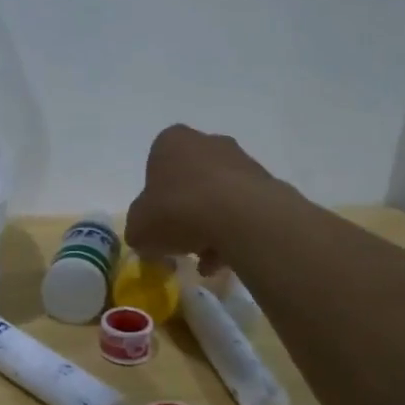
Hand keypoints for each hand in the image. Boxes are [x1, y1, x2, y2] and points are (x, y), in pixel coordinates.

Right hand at [125, 124, 276, 271]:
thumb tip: (146, 236)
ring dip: (211, 226)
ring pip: (218, 196)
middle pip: (190, 180)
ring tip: (208, 261)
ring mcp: (241, 160)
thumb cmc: (178, 211)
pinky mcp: (266, 183)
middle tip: (182, 242)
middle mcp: (207, 142)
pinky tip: (228, 260)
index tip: (157, 223)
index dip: (155, 198)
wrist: (240, 216)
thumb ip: (138, 230)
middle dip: (186, 211)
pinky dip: (234, 232)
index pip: (156, 166)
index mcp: (171, 142)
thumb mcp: (139, 228)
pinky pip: (243, 210)